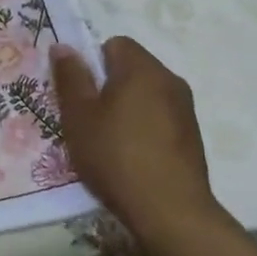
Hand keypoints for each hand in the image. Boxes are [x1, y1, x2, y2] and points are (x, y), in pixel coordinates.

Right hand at [51, 37, 231, 251]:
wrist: (171, 212)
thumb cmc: (116, 156)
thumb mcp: (79, 116)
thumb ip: (70, 77)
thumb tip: (64, 47)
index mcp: (142, 68)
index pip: (114, 44)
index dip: (92, 64)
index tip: (80, 94)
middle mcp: (169, 80)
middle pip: (131, 69)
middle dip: (107, 88)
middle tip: (87, 120)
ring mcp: (185, 109)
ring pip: (146, 95)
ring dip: (126, 110)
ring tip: (108, 143)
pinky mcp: (192, 137)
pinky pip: (160, 119)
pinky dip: (143, 130)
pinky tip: (131, 159)